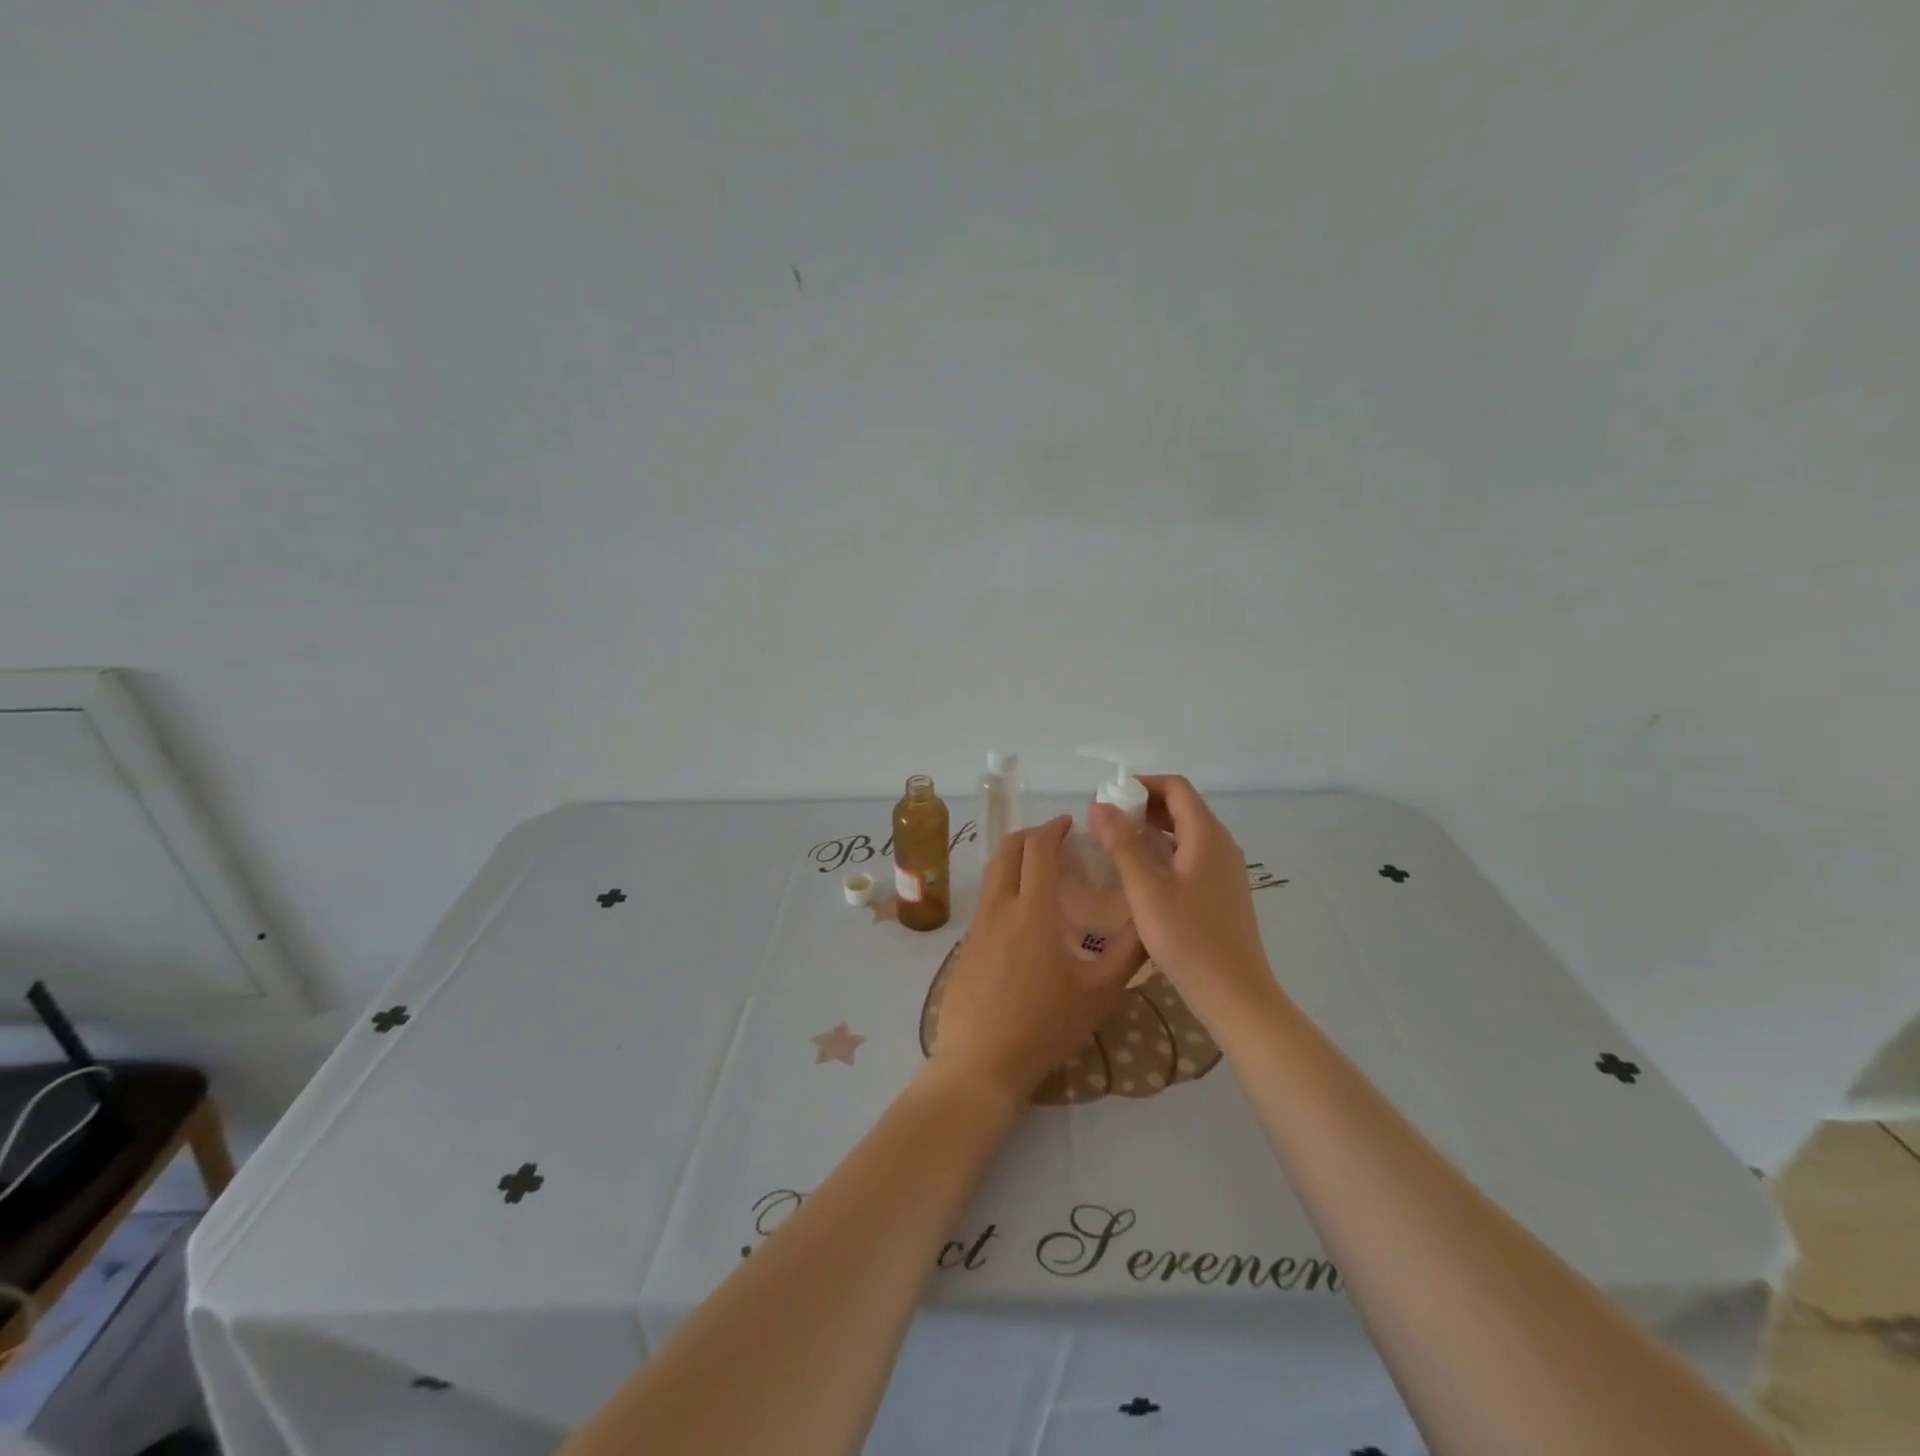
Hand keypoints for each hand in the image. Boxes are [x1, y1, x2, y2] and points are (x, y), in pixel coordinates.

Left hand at [930, 816, 1147, 1106]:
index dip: (1053, 828)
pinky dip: (1004, 887)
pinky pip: (986, 900)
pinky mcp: (965, 945)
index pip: (1039, 849)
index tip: (1069, 823)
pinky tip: (1022, 915)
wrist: (981, 1061)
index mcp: (1033, 909)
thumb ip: (1129, 952)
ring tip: (1040, 872)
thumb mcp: (1100, 992)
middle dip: (1031, 835)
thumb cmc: (1046, 1025)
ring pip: (992, 873)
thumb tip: (1149, 920)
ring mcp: (977, 926)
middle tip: (1055, 840)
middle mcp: (1000, 906)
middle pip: (1007, 850)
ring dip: (1014, 859)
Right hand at [1089, 775, 1276, 1024]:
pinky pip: (1190, 855)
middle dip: (1142, 806)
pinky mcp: (1221, 891)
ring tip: (1114, 844)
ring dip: (1151, 829)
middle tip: (1104, 822)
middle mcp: (1221, 844)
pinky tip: (1139, 873)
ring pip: (1185, 832)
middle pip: (1181, 807)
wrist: (1235, 994)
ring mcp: (1224, 869)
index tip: (1107, 798)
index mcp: (1207, 835)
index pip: (1175, 787)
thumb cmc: (1188, 938)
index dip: (1141, 784)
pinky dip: (1163, 851)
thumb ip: (1121, 844)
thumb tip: (1099, 805)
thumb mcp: (1146, 889)